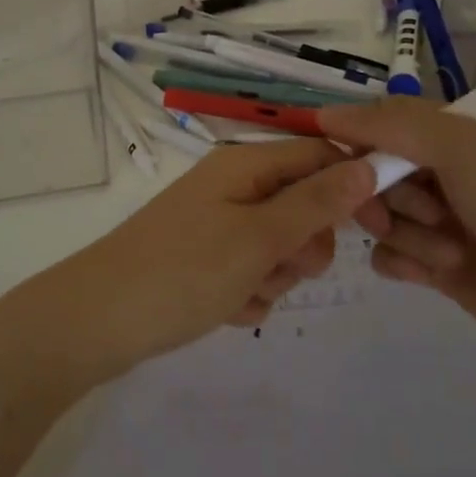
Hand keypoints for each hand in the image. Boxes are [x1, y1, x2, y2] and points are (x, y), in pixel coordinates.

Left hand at [39, 139, 384, 380]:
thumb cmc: (184, 271)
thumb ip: (317, 202)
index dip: (353, 186)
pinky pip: (251, 271)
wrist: (97, 322)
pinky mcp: (205, 259)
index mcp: (245, 163)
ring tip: (243, 293)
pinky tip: (225, 310)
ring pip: (280, 245)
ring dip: (275, 275)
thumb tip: (371, 163)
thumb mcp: (260, 237)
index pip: (320, 155)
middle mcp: (233, 185)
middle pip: (303, 204)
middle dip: (305, 244)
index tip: (378, 228)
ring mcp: (217, 223)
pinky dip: (248, 293)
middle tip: (282, 266)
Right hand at [316, 98, 475, 377]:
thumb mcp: (459, 146)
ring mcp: (438, 220)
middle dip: (383, 194)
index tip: (340, 162)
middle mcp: (441, 170)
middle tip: (422, 211)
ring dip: (407, 234)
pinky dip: (405, 263)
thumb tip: (323, 114)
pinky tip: (435, 273)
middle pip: (370, 172)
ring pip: (378, 216)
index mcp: (451, 132)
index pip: (379, 122)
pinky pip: (387, 256)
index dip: (355, 140)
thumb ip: (388, 124)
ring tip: (450, 250)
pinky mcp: (435, 266)